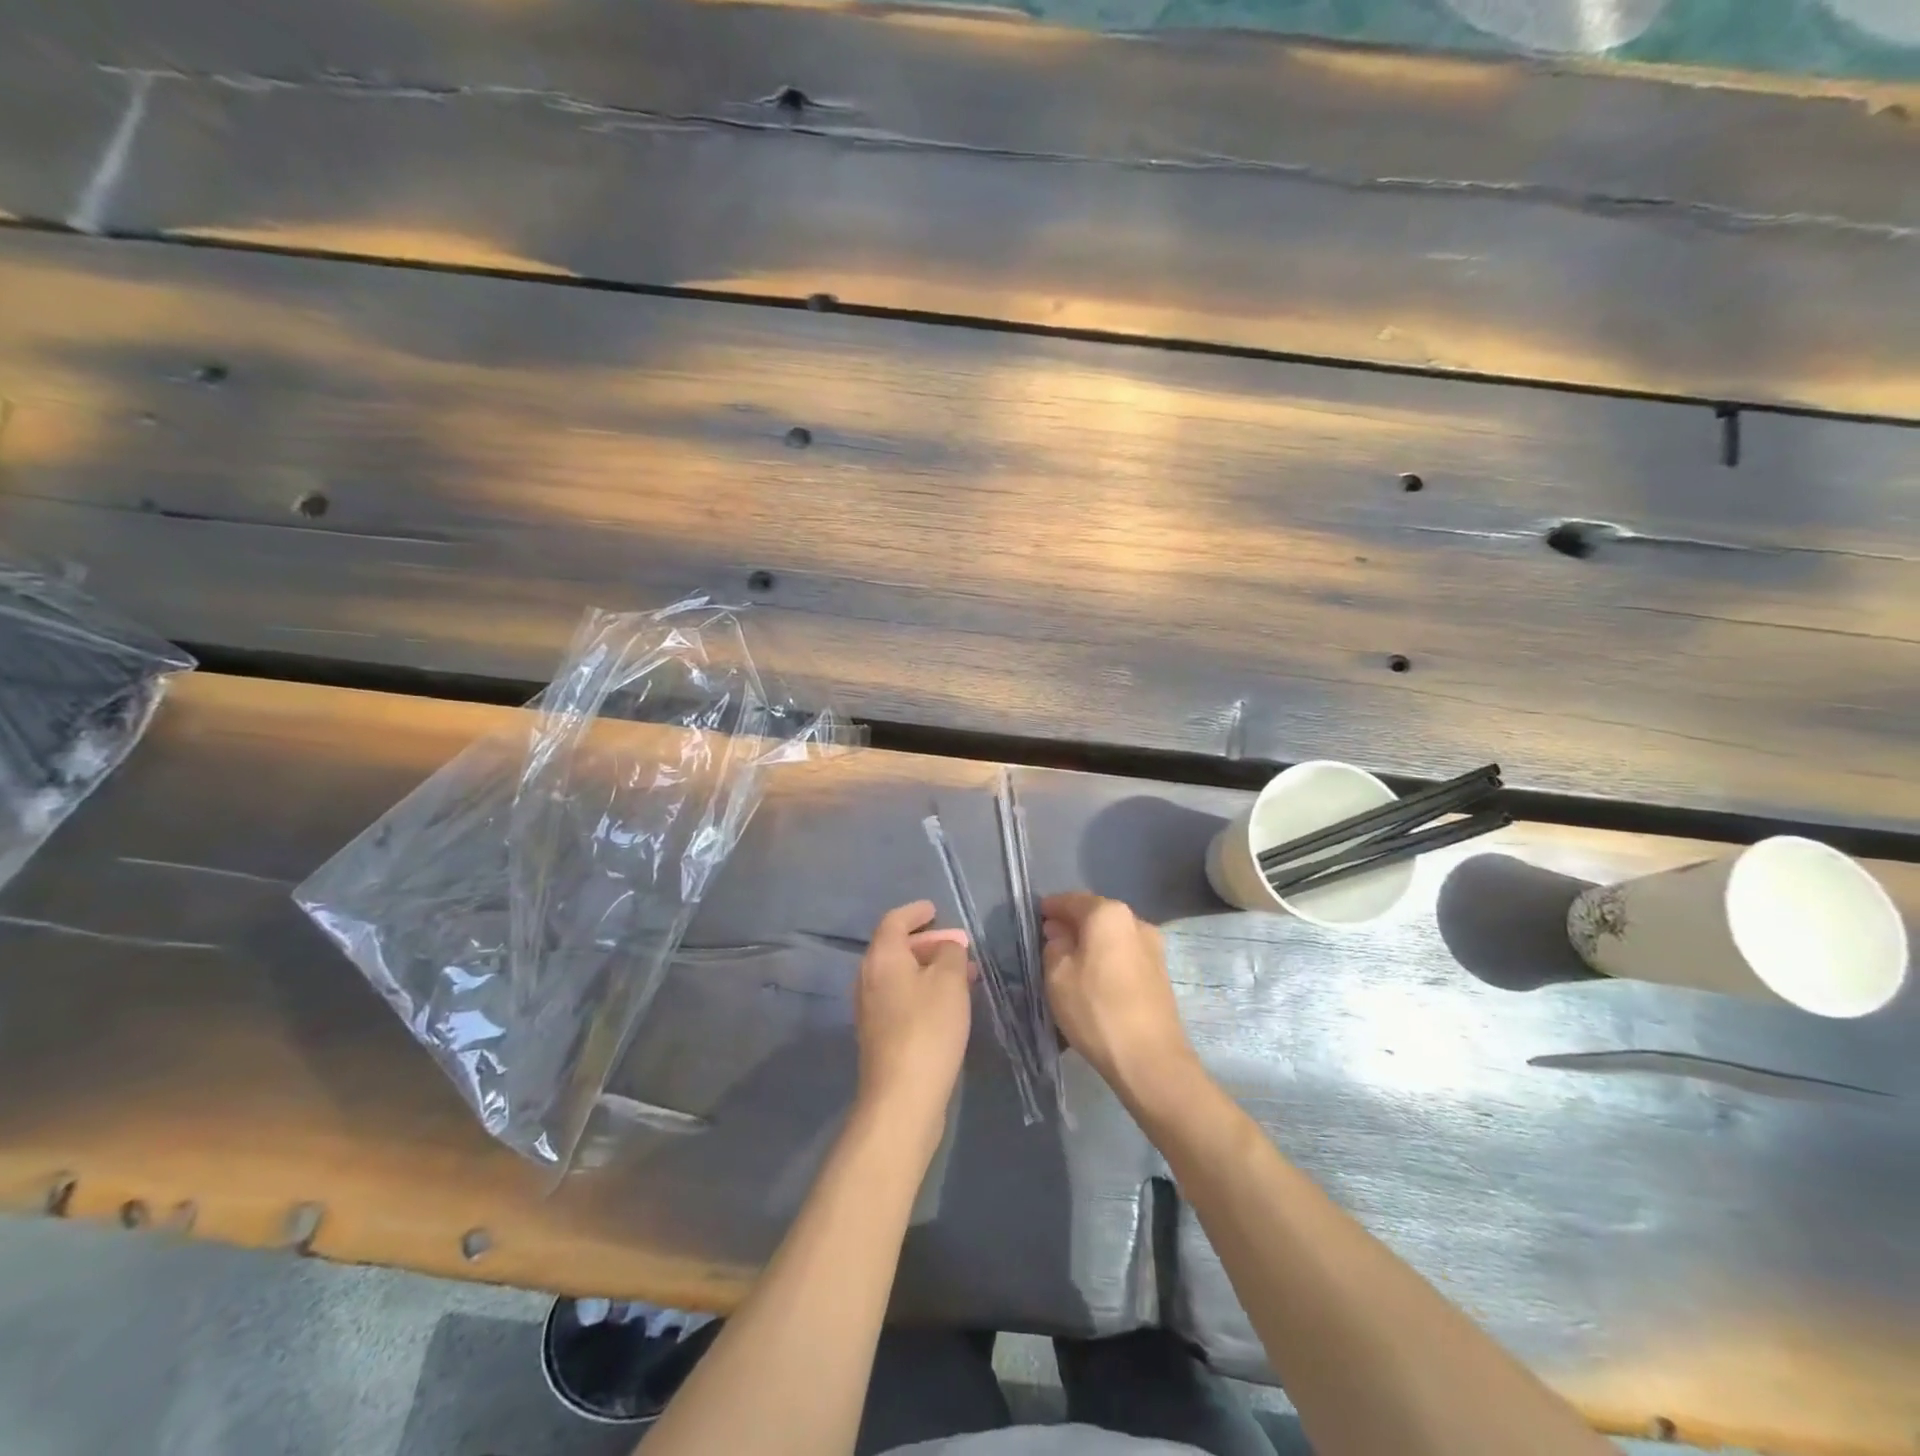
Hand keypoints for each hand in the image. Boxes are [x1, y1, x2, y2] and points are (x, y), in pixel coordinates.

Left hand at [855, 900, 972, 1131]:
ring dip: (926, 968)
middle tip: (954, 944)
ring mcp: (870, 1008)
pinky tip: (945, 1003)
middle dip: (925, 942)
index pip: (894, 921)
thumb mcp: (949, 981)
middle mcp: (868, 978)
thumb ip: (950, 953)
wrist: (902, 1096)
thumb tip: (945, 946)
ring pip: (898, 975)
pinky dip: (921, 989)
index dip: (915, 912)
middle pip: (894, 948)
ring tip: (959, 972)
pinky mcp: (878, 1034)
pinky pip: (900, 996)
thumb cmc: (928, 1028)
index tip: (934, 910)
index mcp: (881, 958)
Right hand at [1041, 892, 1197, 1103]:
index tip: (1034, 920)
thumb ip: (1054, 945)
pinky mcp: (1161, 973)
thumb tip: (1060, 933)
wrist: (1151, 1060)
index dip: (1050, 908)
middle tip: (1049, 942)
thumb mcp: (1057, 975)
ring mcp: (1153, 947)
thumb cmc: (1096, 1009)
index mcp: (1108, 913)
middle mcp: (1135, 920)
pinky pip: (1125, 955)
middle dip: (1072, 925)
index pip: (1071, 900)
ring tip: (1071, 964)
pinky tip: (1095, 980)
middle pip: (1095, 915)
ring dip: (1092, 943)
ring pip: (1112, 936)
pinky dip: (1107, 959)